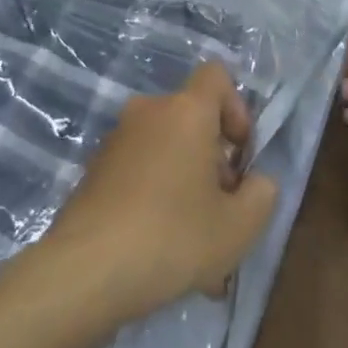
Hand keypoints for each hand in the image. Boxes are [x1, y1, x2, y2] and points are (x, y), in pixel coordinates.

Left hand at [40, 62, 277, 324]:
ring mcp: (116, 140)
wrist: (85, 271)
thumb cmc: (172, 237)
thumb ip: (262, 195)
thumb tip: (257, 182)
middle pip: (192, 120)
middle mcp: (148, 112)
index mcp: (186, 111)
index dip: (236, 109)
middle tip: (221, 212)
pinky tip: (160, 253)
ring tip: (194, 246)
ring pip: (166, 151)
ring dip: (185, 185)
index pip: (216, 76)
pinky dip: (155, 198)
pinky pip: (139, 173)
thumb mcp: (238, 227)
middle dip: (213, 161)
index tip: (239, 154)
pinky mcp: (94, 170)